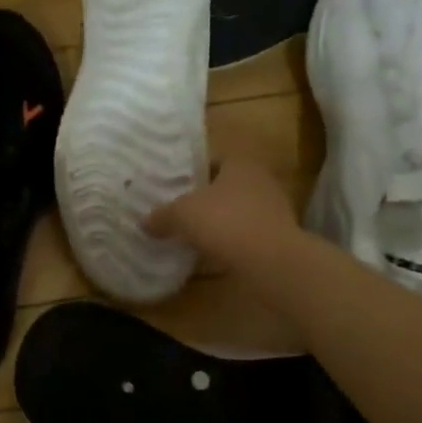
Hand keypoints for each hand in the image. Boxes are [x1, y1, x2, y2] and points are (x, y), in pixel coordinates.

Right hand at [144, 156, 298, 270]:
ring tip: (191, 235)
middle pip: (225, 187)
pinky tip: (210, 256)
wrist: (271, 262)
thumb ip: (162, 215)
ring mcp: (273, 212)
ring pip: (236, 213)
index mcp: (241, 164)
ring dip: (218, 223)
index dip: (192, 171)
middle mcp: (261, 182)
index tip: (173, 185)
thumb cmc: (225, 222)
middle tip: (178, 210)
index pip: (213, 160)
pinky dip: (229, 244)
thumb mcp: (181, 214)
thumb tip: (144, 222)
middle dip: (204, 199)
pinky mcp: (277, 240)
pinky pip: (245, 237)